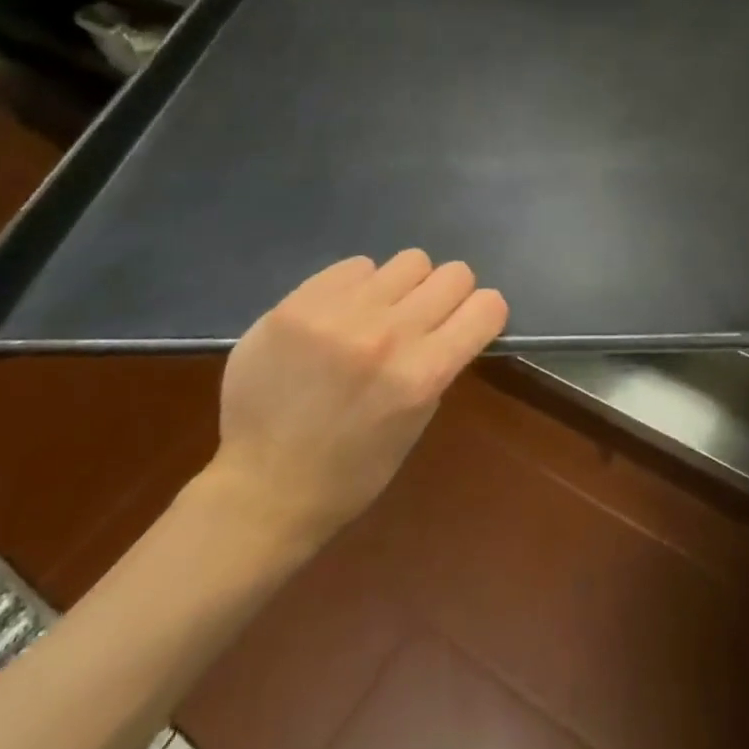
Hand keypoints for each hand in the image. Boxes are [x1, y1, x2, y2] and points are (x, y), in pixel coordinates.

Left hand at [205, 250, 507, 547]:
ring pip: (410, 260)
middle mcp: (388, 334)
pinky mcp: (299, 302)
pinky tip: (338, 317)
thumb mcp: (416, 422)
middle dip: (447, 295)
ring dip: (403, 287)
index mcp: (423, 374)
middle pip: (454, 273)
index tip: (467, 326)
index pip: (488, 305)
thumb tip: (453, 321)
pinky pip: (356, 265)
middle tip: (422, 319)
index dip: (483, 314)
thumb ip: (438, 364)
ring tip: (377, 315)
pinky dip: (357, 287)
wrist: (260, 488)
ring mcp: (340, 313)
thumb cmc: (350, 471)